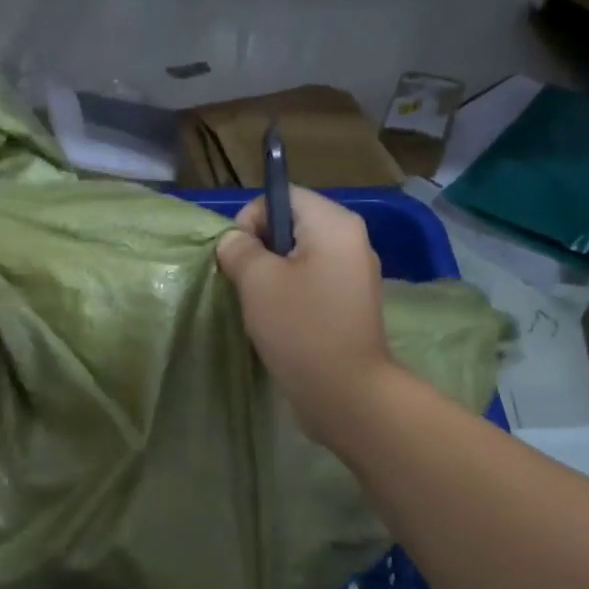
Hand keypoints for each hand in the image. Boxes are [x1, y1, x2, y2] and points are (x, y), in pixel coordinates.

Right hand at [215, 187, 394, 443]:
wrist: (346, 392)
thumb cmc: (300, 328)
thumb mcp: (257, 281)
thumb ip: (239, 249)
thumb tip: (234, 242)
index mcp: (334, 224)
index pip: (282, 196)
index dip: (251, 219)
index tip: (238, 257)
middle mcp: (351, 241)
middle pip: (291, 225)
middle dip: (259, 250)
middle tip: (245, 285)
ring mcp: (354, 275)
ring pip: (299, 258)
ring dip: (271, 277)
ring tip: (260, 308)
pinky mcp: (349, 306)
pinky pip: (311, 284)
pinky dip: (289, 296)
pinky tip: (278, 323)